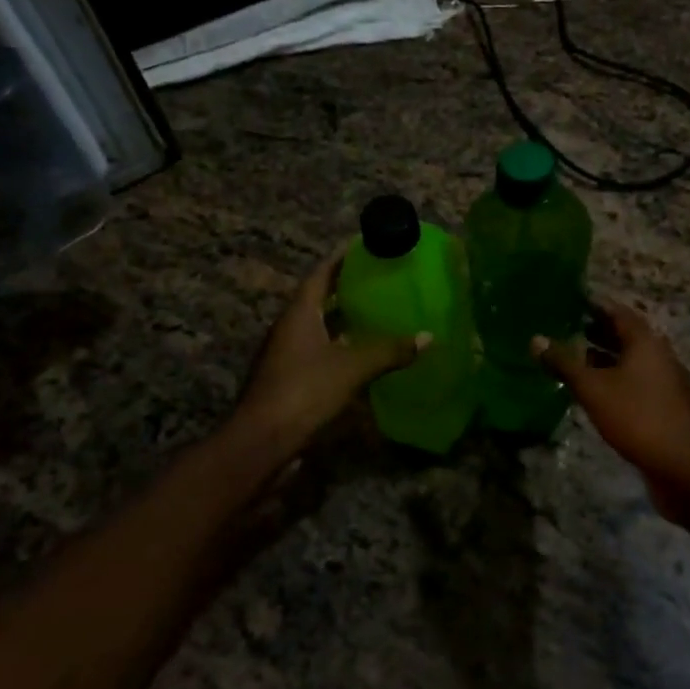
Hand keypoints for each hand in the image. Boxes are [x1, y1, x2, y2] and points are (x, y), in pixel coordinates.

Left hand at [232, 246, 423, 449]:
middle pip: (318, 299)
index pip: (320, 274)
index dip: (341, 258)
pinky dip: (341, 346)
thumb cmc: (304, 391)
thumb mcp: (352, 368)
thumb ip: (389, 351)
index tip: (364, 246)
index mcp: (299, 314)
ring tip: (377, 312)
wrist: (261, 442)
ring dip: (344, 319)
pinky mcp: (290, 379)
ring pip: (319, 327)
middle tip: (379, 279)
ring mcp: (286, 355)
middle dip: (346, 288)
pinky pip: (319, 351)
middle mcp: (289, 329)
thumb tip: (428, 337)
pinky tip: (363, 354)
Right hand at [535, 301, 689, 518]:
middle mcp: (658, 354)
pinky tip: (594, 392)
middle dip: (596, 331)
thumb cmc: (637, 416)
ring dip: (604, 358)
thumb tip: (536, 338)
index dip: (593, 306)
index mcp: (645, 341)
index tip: (568, 303)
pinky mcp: (664, 405)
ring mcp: (664, 381)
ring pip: (630, 360)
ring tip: (573, 359)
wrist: (683, 464)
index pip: (617, 312)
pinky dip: (614, 379)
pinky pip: (635, 381)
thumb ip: (564, 363)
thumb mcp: (593, 388)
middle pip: (625, 335)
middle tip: (565, 329)